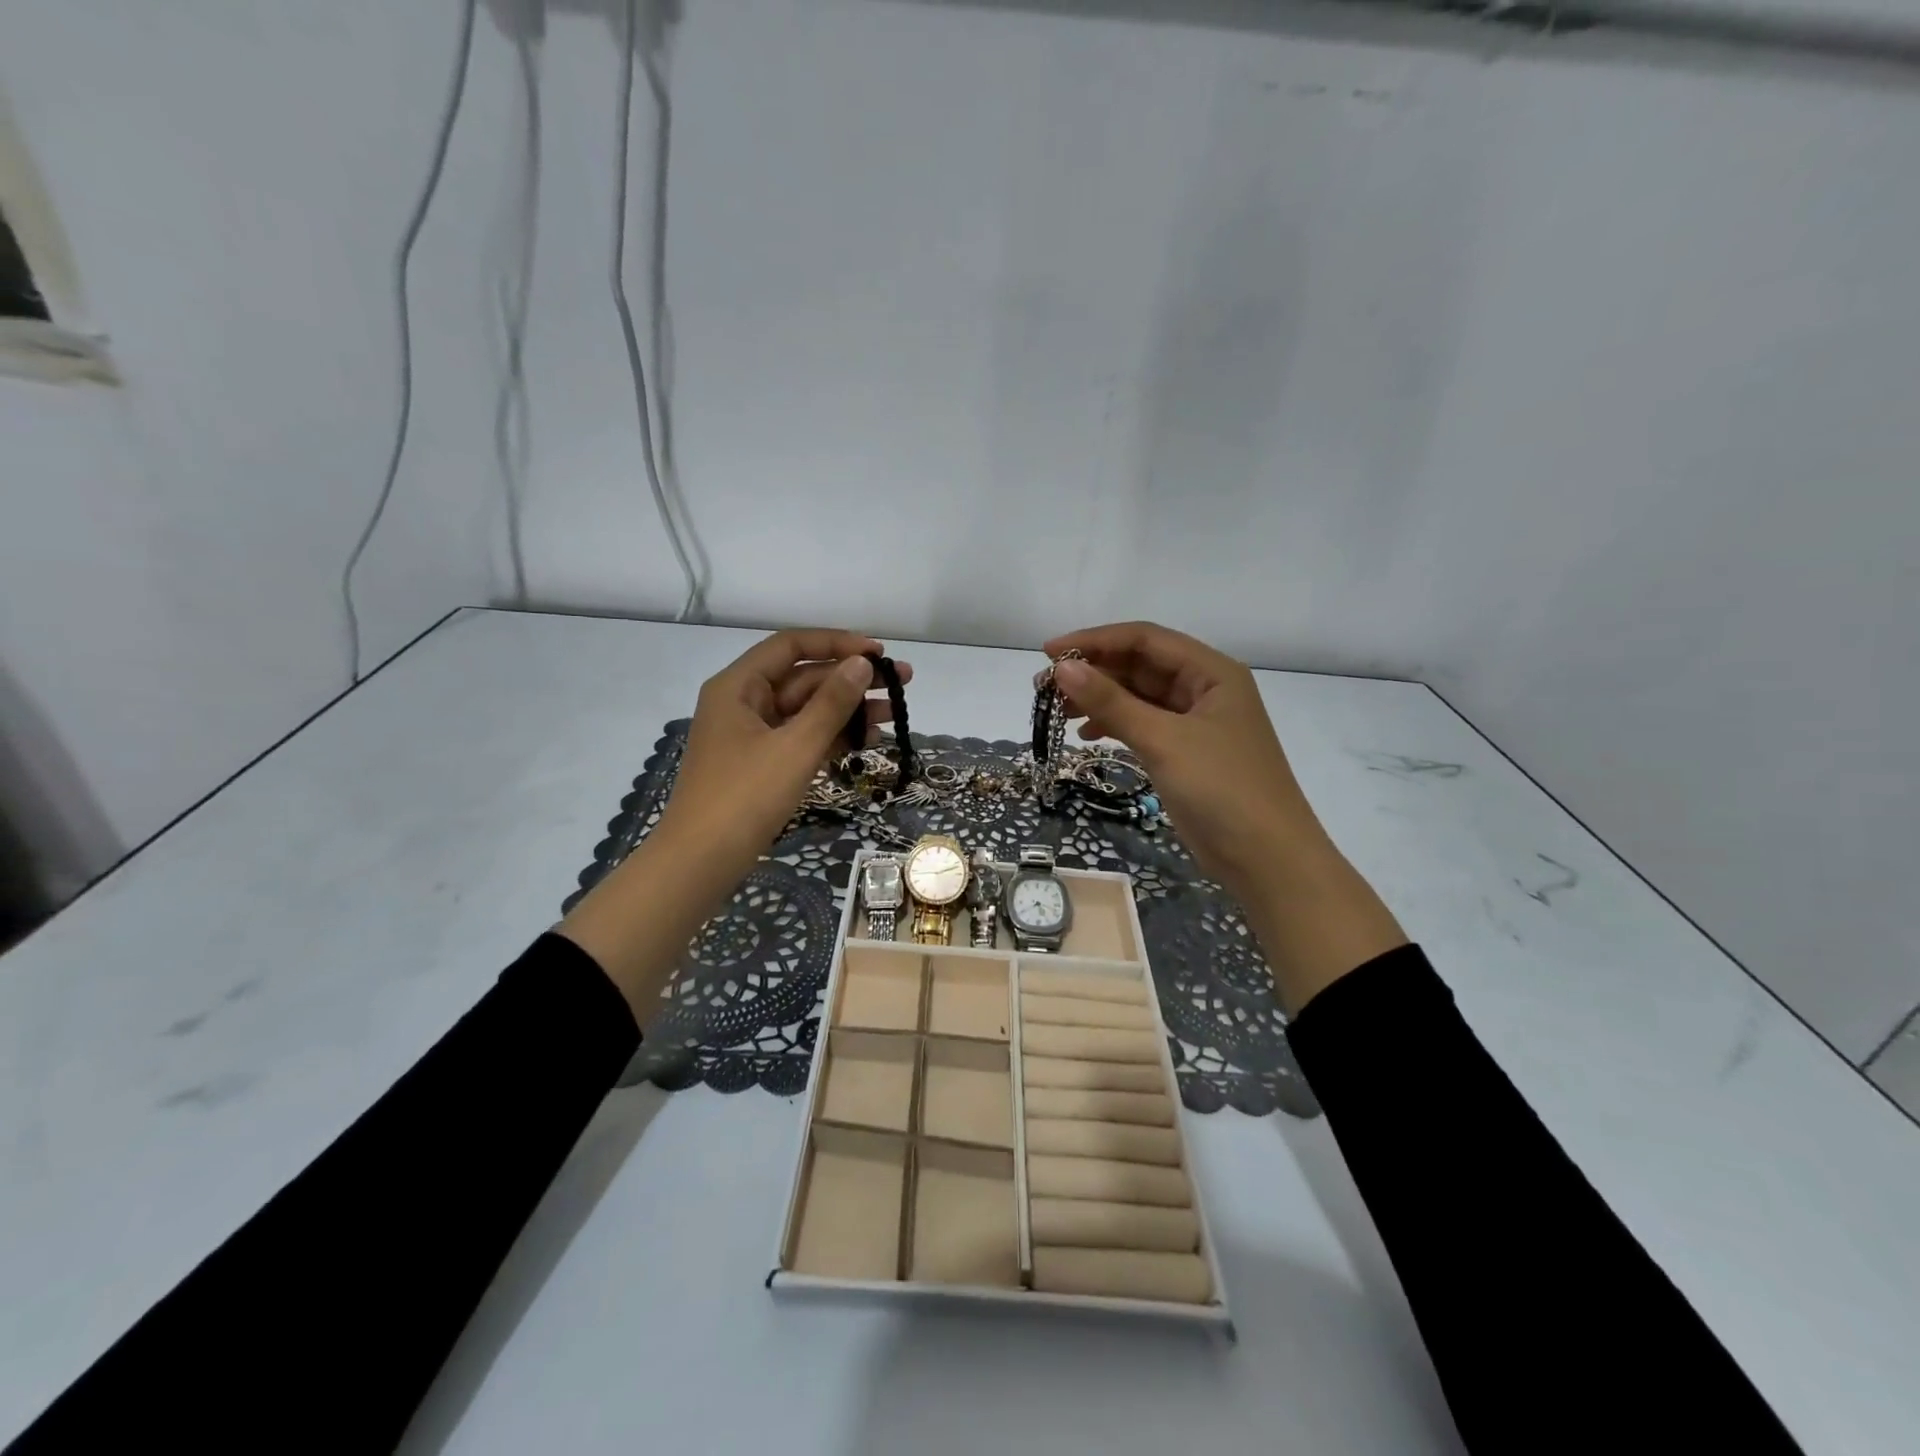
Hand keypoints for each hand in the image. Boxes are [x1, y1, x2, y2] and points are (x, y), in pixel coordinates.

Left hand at [654, 629, 909, 893]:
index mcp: (739, 686)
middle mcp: (743, 702)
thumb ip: (831, 703)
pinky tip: (867, 742)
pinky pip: (801, 738)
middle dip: (852, 680)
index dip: (838, 643)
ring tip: (894, 716)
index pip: (792, 645)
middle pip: (803, 678)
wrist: (701, 863)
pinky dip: (831, 737)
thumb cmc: (745, 797)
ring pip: (807, 710)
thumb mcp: (795, 746)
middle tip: (903, 683)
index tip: (879, 653)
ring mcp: (752, 735)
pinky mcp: (761, 764)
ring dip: (848, 711)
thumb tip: (861, 664)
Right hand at [1042, 622, 1316, 903]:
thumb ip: (1112, 702)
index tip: (1049, 653)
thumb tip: (1063, 667)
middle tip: (1043, 686)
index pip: (1145, 639)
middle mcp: (1205, 689)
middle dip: (1093, 671)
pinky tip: (1087, 734)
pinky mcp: (1186, 753)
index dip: (1095, 641)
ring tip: (1056, 710)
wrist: (1267, 860)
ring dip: (1099, 699)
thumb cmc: (1222, 789)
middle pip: (1140, 666)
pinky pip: (1143, 725)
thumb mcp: (1163, 740)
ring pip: (1139, 697)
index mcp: (1211, 672)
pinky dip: (1114, 725)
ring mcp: (1196, 723)